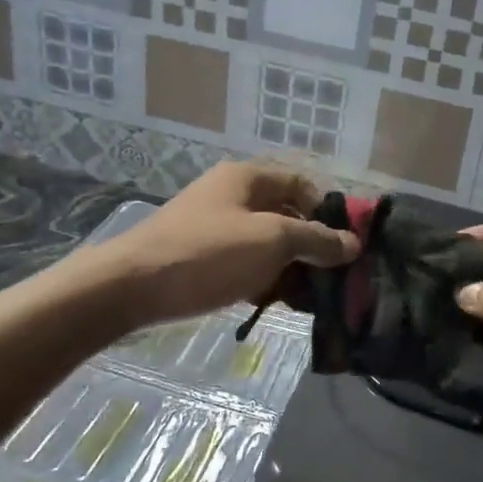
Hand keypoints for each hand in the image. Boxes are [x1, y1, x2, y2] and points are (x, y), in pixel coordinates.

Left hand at [96, 162, 358, 327]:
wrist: (129, 287)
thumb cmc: (208, 253)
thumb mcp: (272, 241)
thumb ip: (316, 240)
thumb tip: (353, 243)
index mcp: (248, 177)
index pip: (303, 185)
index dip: (328, 212)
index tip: (346, 247)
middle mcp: (232, 195)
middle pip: (286, 215)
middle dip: (311, 246)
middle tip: (332, 279)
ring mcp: (214, 226)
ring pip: (266, 243)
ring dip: (289, 268)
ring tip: (309, 299)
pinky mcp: (201, 256)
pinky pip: (244, 262)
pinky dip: (263, 279)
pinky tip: (274, 304)